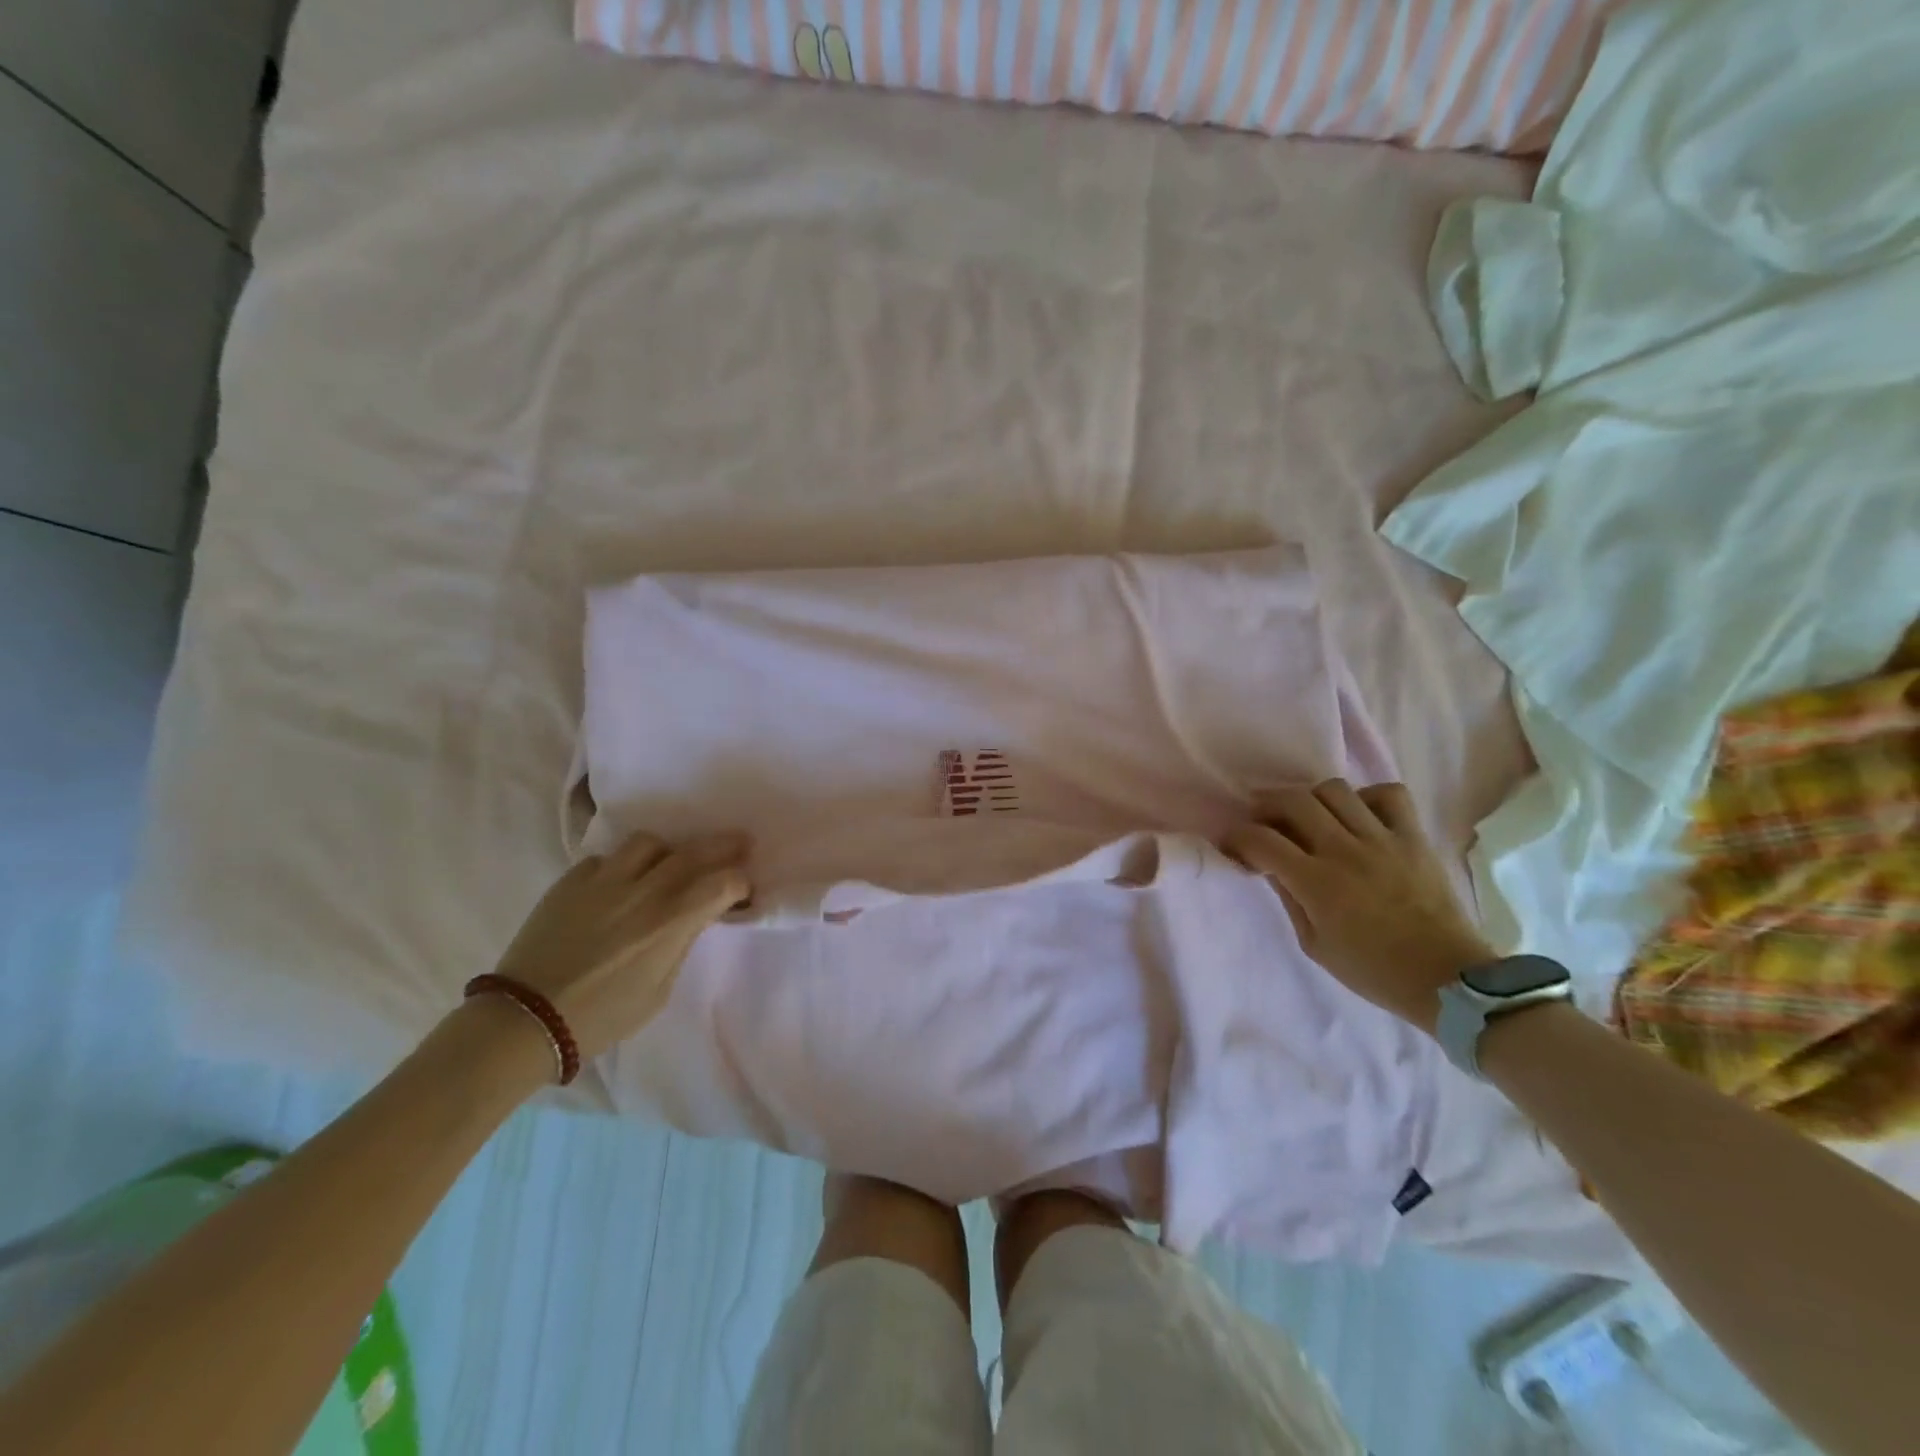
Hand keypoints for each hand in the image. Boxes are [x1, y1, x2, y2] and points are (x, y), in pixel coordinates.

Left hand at [493, 831, 750, 1060]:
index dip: (741, 882)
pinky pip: (605, 860)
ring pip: (648, 843)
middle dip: (724, 846)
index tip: (744, 888)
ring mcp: (604, 880)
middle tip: (739, 843)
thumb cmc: (601, 1016)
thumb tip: (691, 920)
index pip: (723, 882)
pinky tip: (617, 886)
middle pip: (695, 851)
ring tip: (667, 864)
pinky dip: (620, 867)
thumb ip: (679, 944)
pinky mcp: (571, 881)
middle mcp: (644, 890)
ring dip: (667, 851)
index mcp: (671, 922)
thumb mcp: (659, 990)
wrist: (526, 1019)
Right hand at [1222, 781, 1492, 1034]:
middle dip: (1267, 806)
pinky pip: (1390, 795)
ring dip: (1312, 799)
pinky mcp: (1414, 837)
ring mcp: (1383, 839)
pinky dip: (1368, 798)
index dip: (1237, 837)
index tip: (1232, 844)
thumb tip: (1270, 866)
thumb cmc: (1373, 971)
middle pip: (1293, 801)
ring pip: (1335, 790)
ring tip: (1311, 817)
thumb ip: (1289, 898)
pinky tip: (1360, 817)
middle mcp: (1344, 850)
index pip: (1261, 840)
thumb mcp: (1315, 945)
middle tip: (1264, 822)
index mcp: (1316, 883)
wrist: (1449, 980)